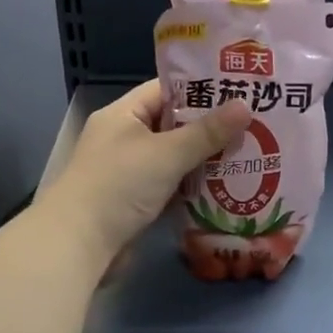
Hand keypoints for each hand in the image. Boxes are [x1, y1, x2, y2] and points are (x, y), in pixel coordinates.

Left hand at [42, 80, 252, 262]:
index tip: (239, 90)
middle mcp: (125, 137)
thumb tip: (245, 105)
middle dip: (210, 127)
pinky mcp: (136, 201)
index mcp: (124, 113)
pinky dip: (194, 186)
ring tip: (250, 153)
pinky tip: (227, 187)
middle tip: (254, 124)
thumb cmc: (120, 185)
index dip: (201, 88)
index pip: (166, 89)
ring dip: (205, 159)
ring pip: (175, 158)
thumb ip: (207, 132)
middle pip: (173, 124)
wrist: (79, 243)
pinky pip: (171, 185)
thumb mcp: (167, 153)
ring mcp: (129, 171)